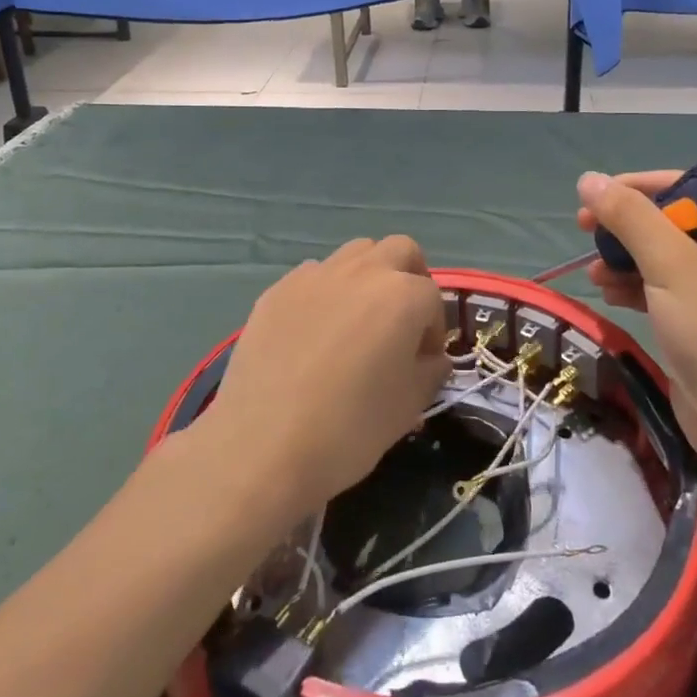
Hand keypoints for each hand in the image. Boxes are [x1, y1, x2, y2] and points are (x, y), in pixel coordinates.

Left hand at [201, 237, 451, 521]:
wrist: (262, 446)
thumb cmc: (349, 429)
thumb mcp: (409, 407)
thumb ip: (431, 371)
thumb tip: (429, 357)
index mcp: (402, 297)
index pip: (433, 298)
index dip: (434, 330)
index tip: (423, 361)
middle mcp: (363, 272)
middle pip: (400, 251)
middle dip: (410, 278)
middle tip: (401, 321)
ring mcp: (316, 276)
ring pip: (356, 253)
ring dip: (368, 276)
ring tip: (358, 321)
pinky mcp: (278, 289)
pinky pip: (314, 276)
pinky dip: (326, 292)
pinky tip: (314, 333)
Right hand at [575, 171, 696, 463]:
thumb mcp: (669, 263)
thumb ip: (629, 217)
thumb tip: (588, 180)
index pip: (684, 188)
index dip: (635, 188)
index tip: (595, 197)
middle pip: (668, 221)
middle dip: (623, 227)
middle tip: (584, 229)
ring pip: (659, 256)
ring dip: (622, 259)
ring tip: (594, 274)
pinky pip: (660, 288)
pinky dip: (632, 286)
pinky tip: (608, 294)